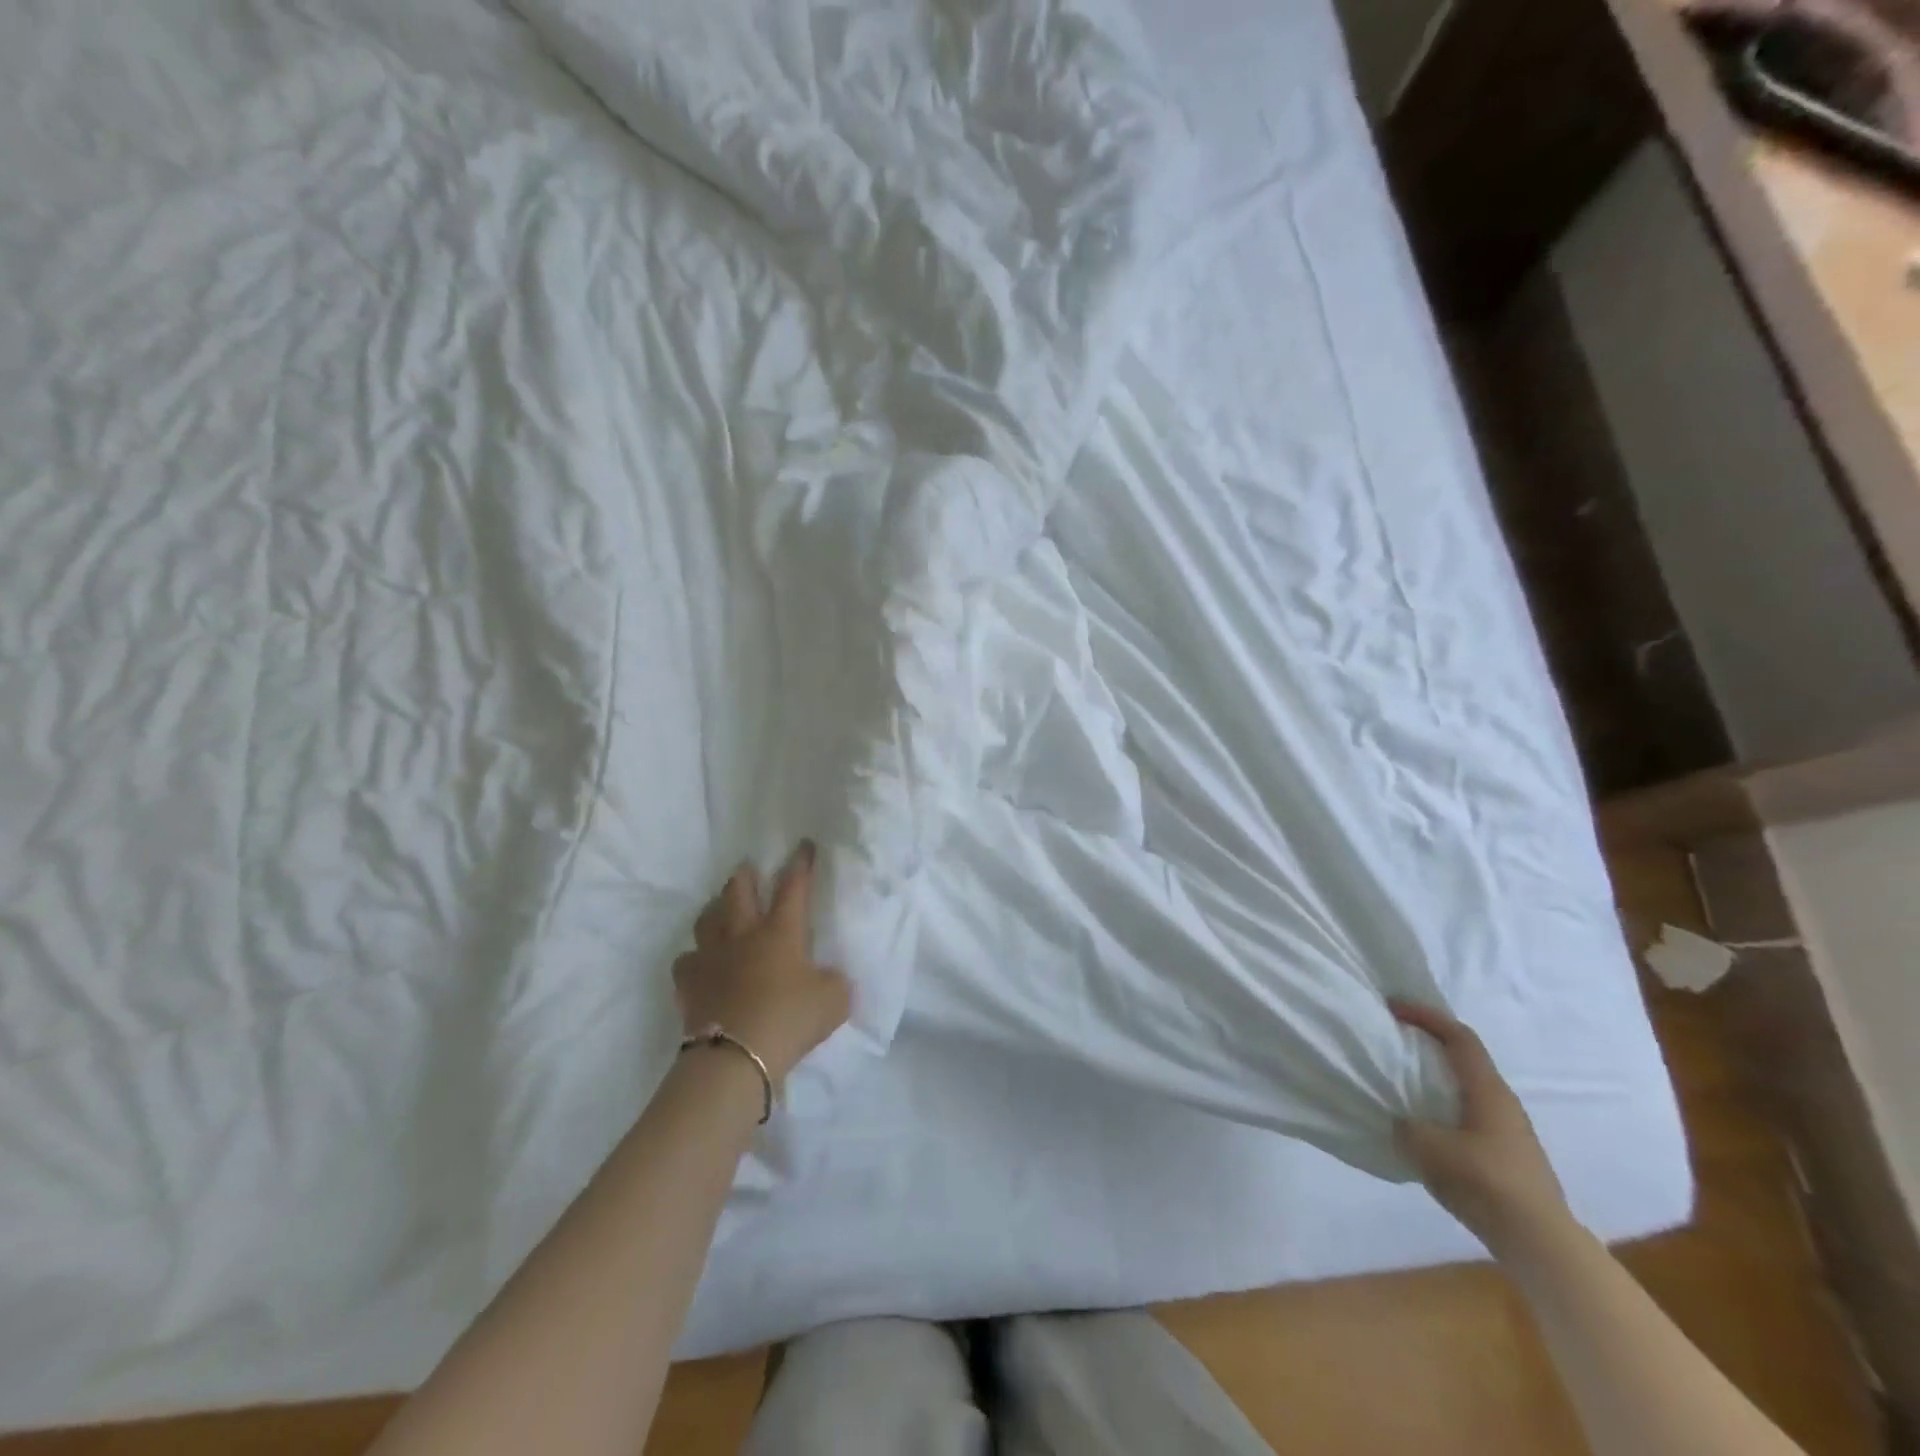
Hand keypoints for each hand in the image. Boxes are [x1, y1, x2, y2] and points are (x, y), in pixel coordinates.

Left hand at [674, 842, 851, 1086]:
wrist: (736, 1057)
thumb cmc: (791, 1019)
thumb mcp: (834, 1000)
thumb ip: (834, 982)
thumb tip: (828, 978)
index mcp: (781, 931)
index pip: (793, 887)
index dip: (800, 864)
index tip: (803, 845)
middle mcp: (743, 934)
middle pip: (738, 892)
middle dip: (745, 877)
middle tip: (748, 871)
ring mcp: (711, 957)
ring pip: (706, 919)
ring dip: (715, 910)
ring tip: (720, 910)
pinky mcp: (689, 984)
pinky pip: (686, 961)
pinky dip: (694, 958)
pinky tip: (700, 964)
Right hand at [1391, 999, 1573, 1260]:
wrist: (1541, 1244)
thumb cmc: (1486, 1183)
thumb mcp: (1429, 1149)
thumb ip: (1406, 1127)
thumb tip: (1401, 1122)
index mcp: (1488, 1090)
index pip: (1459, 1037)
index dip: (1427, 1016)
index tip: (1394, 1007)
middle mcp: (1503, 1103)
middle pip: (1465, 1059)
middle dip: (1430, 1044)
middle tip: (1396, 1041)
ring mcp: (1510, 1131)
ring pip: (1467, 1089)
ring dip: (1437, 1079)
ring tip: (1405, 1084)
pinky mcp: (1508, 1156)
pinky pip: (1469, 1115)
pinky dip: (1444, 1107)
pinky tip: (1427, 1127)